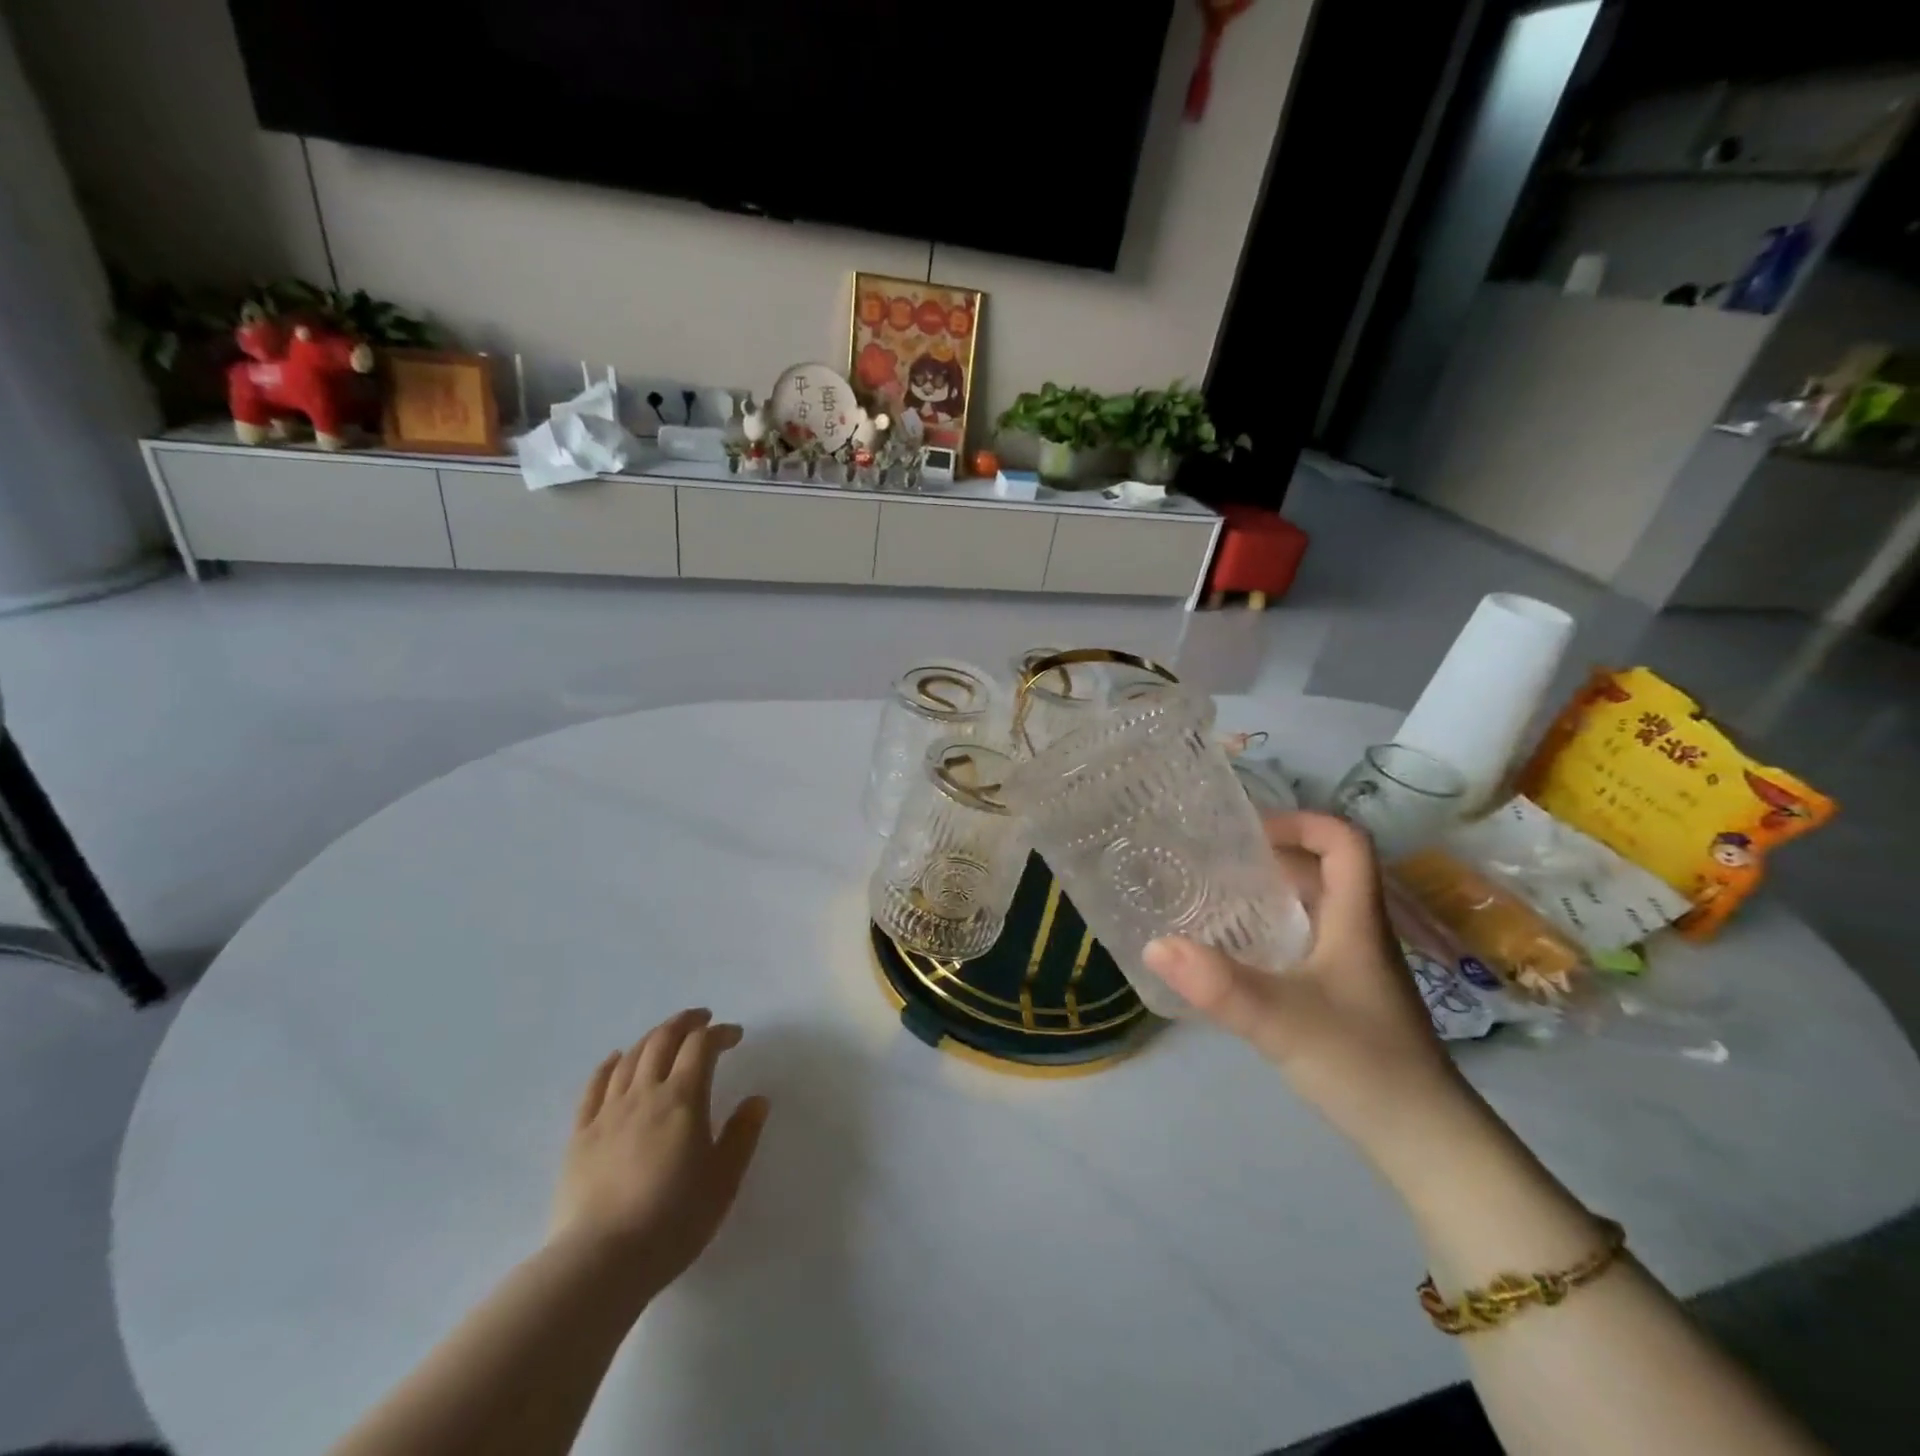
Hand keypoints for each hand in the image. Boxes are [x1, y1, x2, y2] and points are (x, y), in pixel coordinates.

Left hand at [550, 1009, 769, 1298]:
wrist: (601, 1262)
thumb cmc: (673, 1220)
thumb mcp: (724, 1180)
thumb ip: (742, 1135)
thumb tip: (756, 1100)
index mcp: (683, 1099)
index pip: (701, 1046)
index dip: (719, 1033)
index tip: (735, 1036)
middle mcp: (645, 1093)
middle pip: (663, 1040)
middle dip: (685, 1023)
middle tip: (702, 1019)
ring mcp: (608, 1112)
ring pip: (630, 1058)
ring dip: (652, 1038)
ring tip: (666, 1036)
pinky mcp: (579, 1136)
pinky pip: (594, 1087)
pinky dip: (609, 1065)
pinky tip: (616, 1060)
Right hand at [1142, 812, 1463, 1150]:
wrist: (1426, 1142)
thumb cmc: (1363, 1064)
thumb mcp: (1282, 1020)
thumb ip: (1219, 985)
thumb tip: (1154, 945)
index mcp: (1357, 918)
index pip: (1345, 840)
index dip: (1301, 821)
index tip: (1248, 832)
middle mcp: (1360, 931)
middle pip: (1325, 868)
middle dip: (1273, 855)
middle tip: (1215, 861)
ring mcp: (1356, 964)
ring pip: (1315, 905)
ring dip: (1271, 892)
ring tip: (1216, 897)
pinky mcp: (1346, 993)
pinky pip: (1308, 939)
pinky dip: (1274, 930)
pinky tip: (1238, 952)